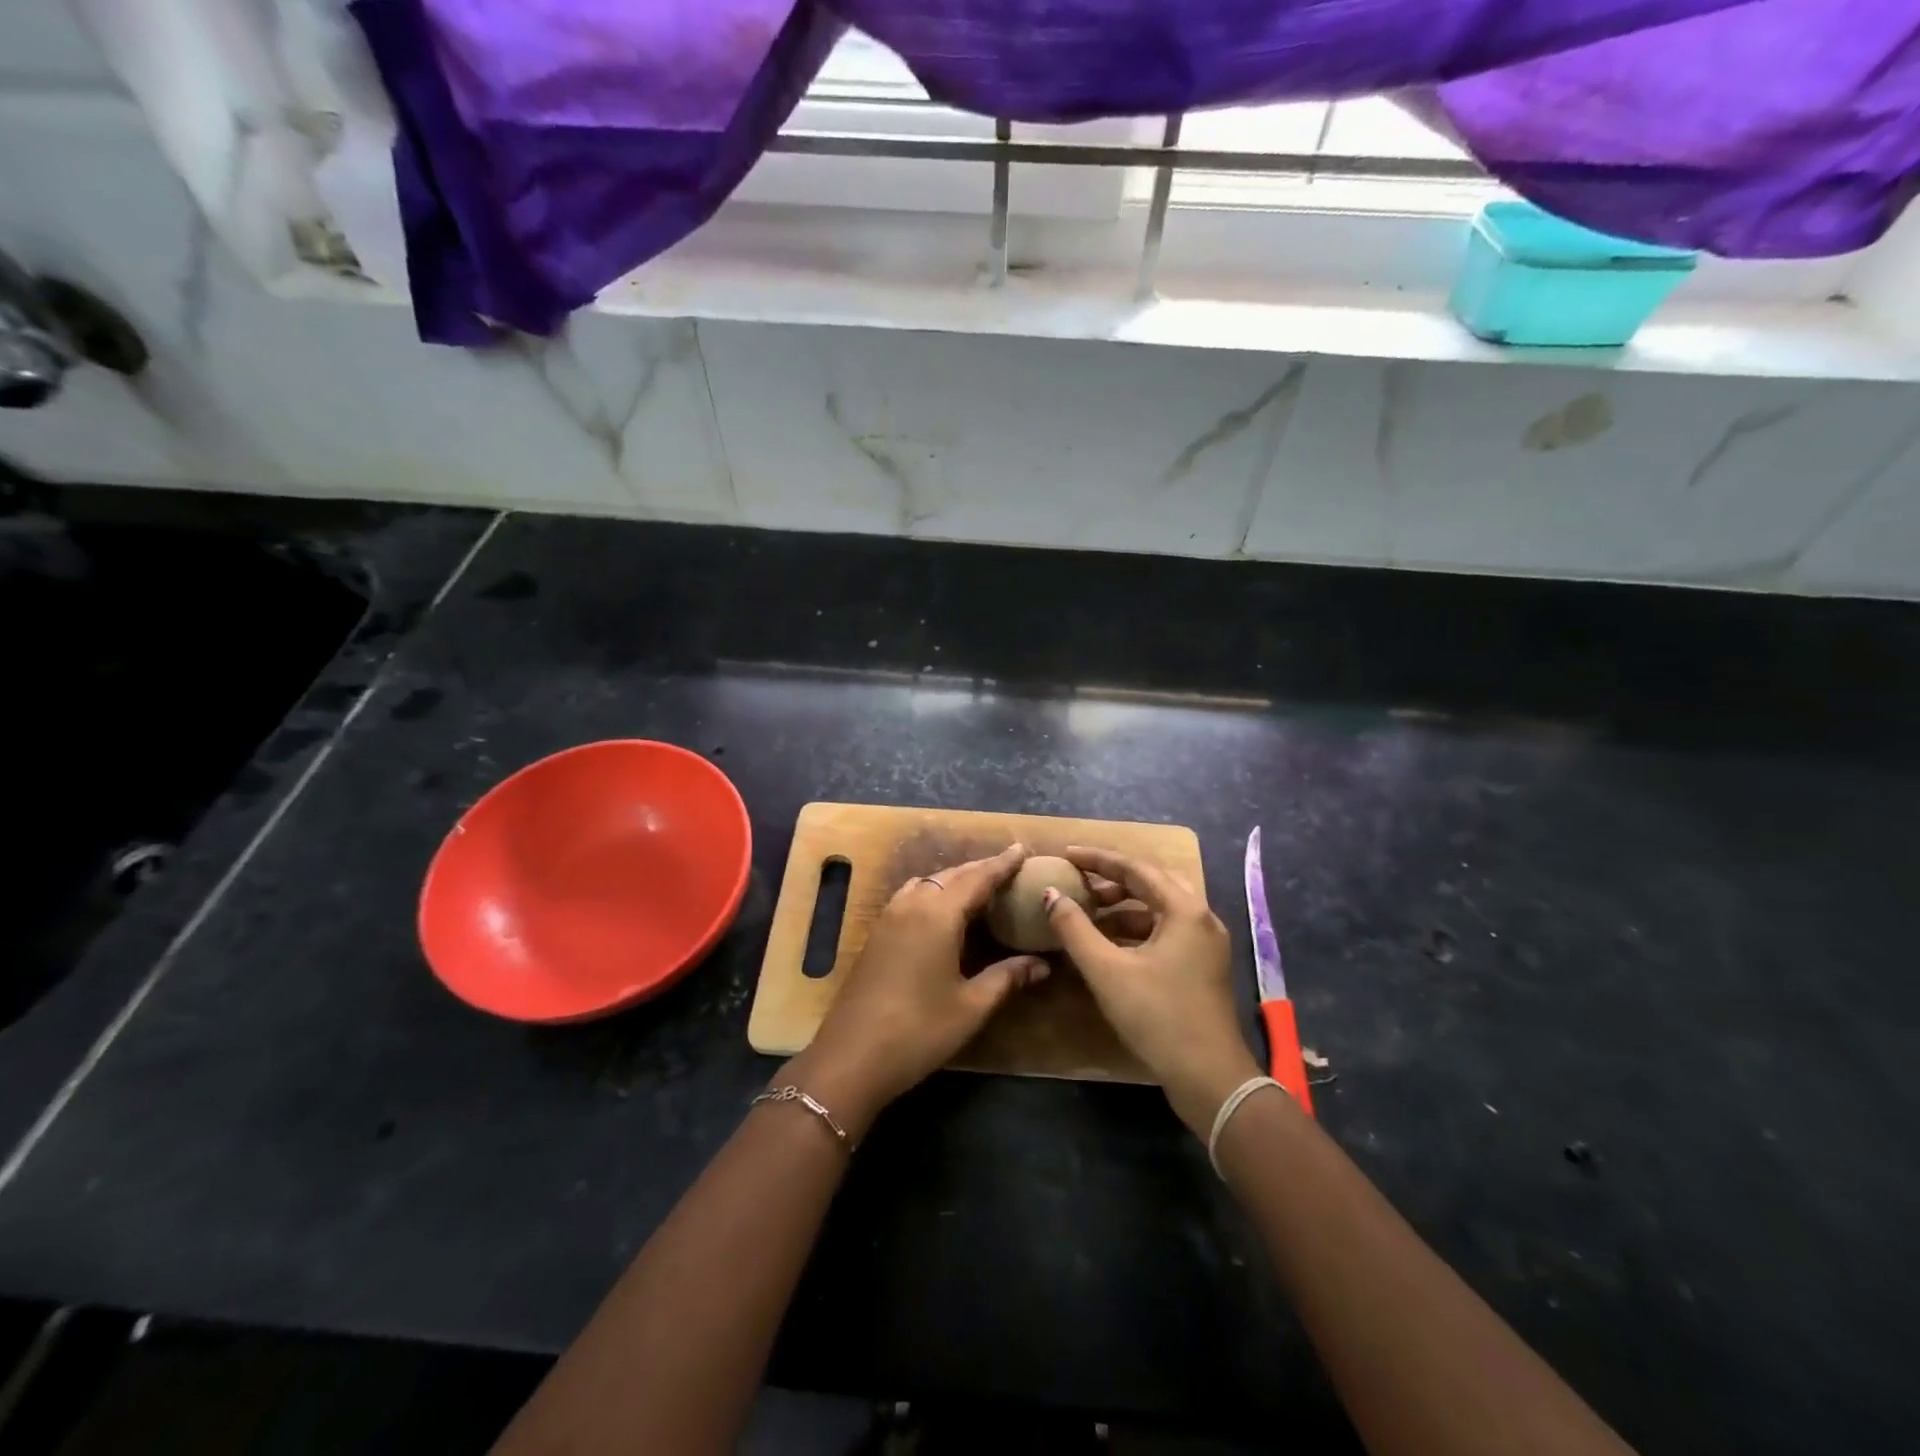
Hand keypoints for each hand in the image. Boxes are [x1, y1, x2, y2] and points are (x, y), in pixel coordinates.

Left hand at [787, 844, 1048, 1139]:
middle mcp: (912, 905)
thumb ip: (1007, 977)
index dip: (1002, 864)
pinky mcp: (877, 934)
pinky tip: (943, 911)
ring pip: (928, 883)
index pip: (978, 878)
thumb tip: (1042, 964)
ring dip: (955, 879)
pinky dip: (934, 892)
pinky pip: (911, 896)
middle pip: (952, 875)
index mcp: (938, 915)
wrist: (850, 1057)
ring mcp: (889, 918)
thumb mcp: (971, 1007)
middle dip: (981, 869)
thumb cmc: (918, 1031)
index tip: (1023, 849)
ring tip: (979, 886)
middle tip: (1009, 866)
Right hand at [1044, 845, 1260, 1136]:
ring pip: (1159, 908)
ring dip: (1123, 905)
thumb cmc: (1158, 1016)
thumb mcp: (1107, 970)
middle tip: (1078, 881)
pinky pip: (1165, 930)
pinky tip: (1110, 943)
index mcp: (1185, 910)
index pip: (1136, 868)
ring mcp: (1205, 943)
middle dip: (1112, 879)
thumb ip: (1075, 928)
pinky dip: (1136, 929)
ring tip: (1088, 911)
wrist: (1209, 1078)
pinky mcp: (1202, 965)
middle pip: (1152, 882)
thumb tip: (1050, 895)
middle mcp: (1201, 918)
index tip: (1066, 855)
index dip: (1097, 859)